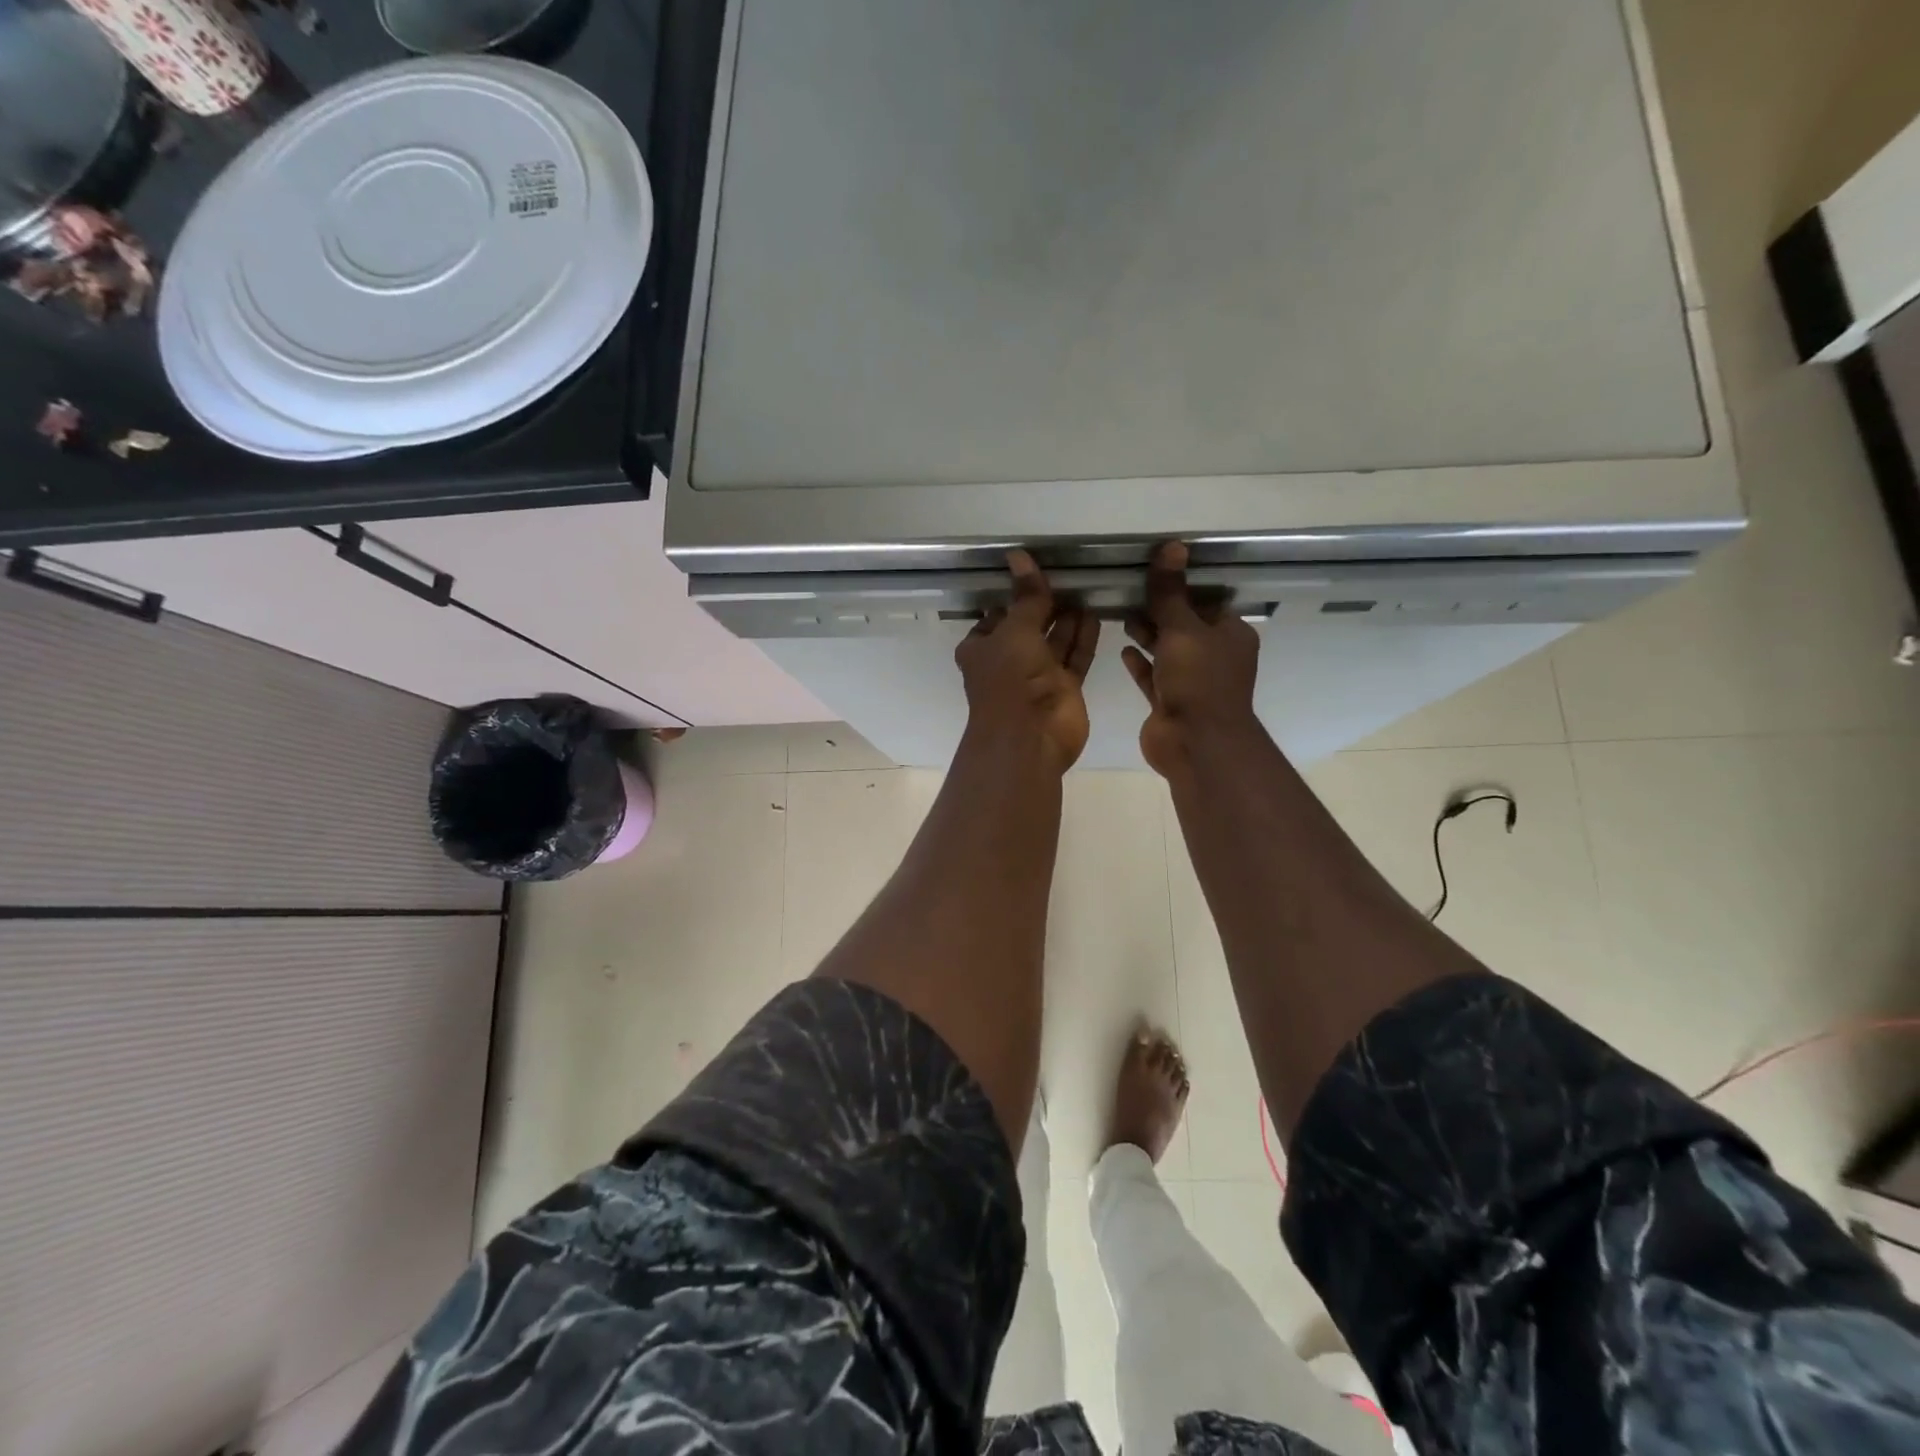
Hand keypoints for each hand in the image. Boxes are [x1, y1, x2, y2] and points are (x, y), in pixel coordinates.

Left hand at [955, 550, 1099, 771]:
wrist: (1029, 737)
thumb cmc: (1010, 679)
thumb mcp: (1015, 630)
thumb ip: (1026, 596)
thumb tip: (1019, 555)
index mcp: (982, 648)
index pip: (996, 615)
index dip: (1012, 595)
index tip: (1033, 571)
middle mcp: (1008, 661)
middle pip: (1028, 626)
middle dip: (1045, 604)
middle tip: (1069, 573)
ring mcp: (1037, 676)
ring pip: (1054, 640)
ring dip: (1067, 618)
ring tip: (1086, 587)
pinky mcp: (1064, 688)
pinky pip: (1075, 657)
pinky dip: (1083, 637)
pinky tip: (1096, 613)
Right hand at [1121, 542, 1260, 777]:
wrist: (1196, 743)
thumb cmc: (1198, 680)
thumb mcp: (1183, 629)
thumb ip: (1170, 593)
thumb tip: (1172, 546)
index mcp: (1229, 634)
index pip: (1206, 602)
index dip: (1182, 588)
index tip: (1152, 574)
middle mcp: (1214, 656)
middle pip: (1185, 626)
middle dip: (1160, 611)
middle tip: (1128, 592)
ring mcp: (1192, 682)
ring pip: (1168, 652)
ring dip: (1148, 635)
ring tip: (1121, 616)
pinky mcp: (1170, 702)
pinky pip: (1154, 677)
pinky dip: (1141, 663)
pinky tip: (1123, 650)